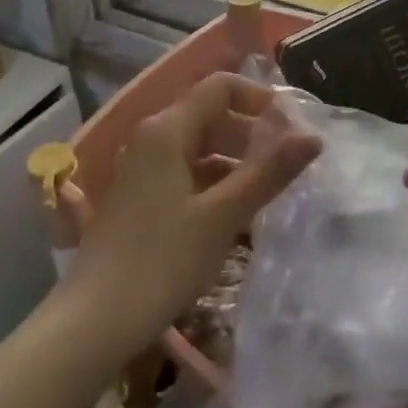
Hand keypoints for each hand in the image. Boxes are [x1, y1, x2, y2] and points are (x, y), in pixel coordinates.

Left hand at [67, 73, 319, 355]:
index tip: (292, 127)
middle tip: (288, 163)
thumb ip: (269, 172)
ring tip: (269, 192)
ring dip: (235, 161)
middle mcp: (150, 139)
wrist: (94, 321)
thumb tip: (313, 137)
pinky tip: (236, 215)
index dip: (259, 98)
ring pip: (198, 148)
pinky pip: (184, 173)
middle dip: (251, 132)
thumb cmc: (163, 261)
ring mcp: (141, 169)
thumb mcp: (224, 216)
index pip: (220, 87)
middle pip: (210, 115)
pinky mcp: (139, 198)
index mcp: (167, 130)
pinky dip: (214, 183)